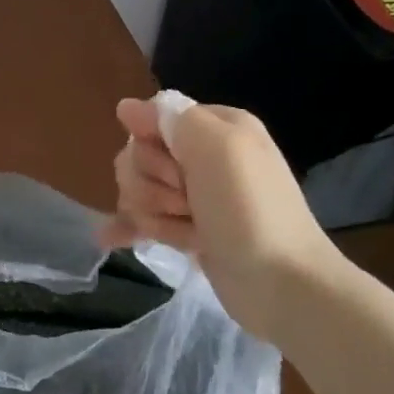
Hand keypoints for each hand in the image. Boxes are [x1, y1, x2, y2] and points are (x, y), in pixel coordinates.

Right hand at [100, 95, 341, 340]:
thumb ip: (170, 118)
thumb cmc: (250, 209)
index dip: (152, 143)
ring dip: (151, 210)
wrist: (283, 285)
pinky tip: (110, 239)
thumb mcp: (217, 147)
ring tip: (184, 230)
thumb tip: (127, 108)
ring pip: (138, 189)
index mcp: (215, 128)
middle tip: (185, 202)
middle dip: (151, 182)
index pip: (153, 118)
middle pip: (139, 155)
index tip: (176, 166)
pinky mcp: (187, 231)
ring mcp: (194, 196)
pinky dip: (127, 227)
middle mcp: (203, 156)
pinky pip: (141, 219)